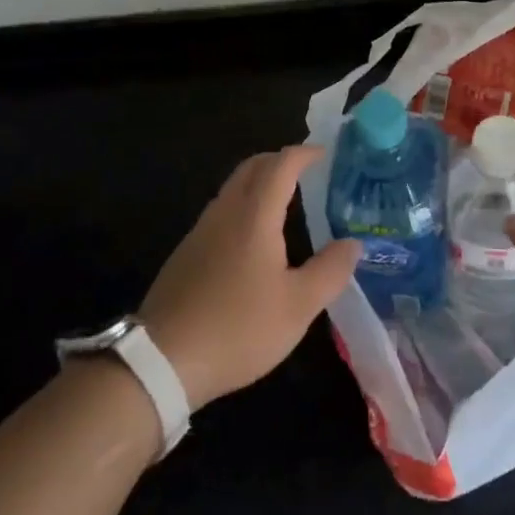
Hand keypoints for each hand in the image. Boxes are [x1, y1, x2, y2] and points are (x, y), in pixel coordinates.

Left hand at [139, 145, 361, 409]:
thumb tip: (353, 244)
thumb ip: (330, 271)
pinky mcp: (186, 254)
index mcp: (254, 216)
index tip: (325, 153)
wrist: (161, 361)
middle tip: (307, 169)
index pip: (280, 165)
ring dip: (260, 182)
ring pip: (233, 189)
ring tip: (286, 200)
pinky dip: (245, 205)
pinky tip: (255, 238)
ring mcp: (200, 232)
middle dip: (279, 160)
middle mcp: (225, 213)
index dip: (304, 154)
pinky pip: (221, 212)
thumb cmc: (238, 328)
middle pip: (251, 168)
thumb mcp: (298, 306)